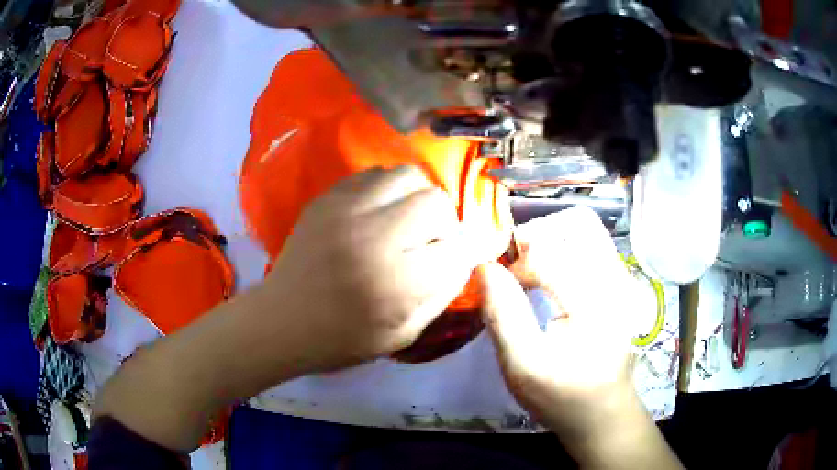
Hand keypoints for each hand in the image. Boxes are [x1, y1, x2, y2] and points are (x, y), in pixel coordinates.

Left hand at [260, 165, 483, 371]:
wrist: (281, 321)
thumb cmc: (342, 339)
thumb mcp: (403, 334)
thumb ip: (441, 294)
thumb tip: (463, 258)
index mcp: (397, 281)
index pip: (457, 247)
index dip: (463, 253)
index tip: (454, 260)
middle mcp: (374, 235)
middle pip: (436, 200)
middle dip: (444, 222)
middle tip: (429, 241)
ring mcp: (346, 209)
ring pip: (407, 175)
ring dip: (417, 197)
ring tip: (406, 222)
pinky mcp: (327, 198)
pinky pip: (374, 174)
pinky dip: (388, 190)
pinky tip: (378, 213)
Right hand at [479, 207, 637, 433]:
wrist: (603, 414)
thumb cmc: (562, 396)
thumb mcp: (523, 366)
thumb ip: (503, 314)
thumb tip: (484, 268)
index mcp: (595, 300)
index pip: (548, 253)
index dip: (513, 263)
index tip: (497, 284)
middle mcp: (616, 279)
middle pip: (575, 225)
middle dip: (536, 237)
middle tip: (513, 266)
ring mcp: (622, 280)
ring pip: (585, 230)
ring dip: (551, 240)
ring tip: (528, 269)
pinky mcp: (620, 285)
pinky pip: (593, 245)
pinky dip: (565, 248)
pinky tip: (550, 276)